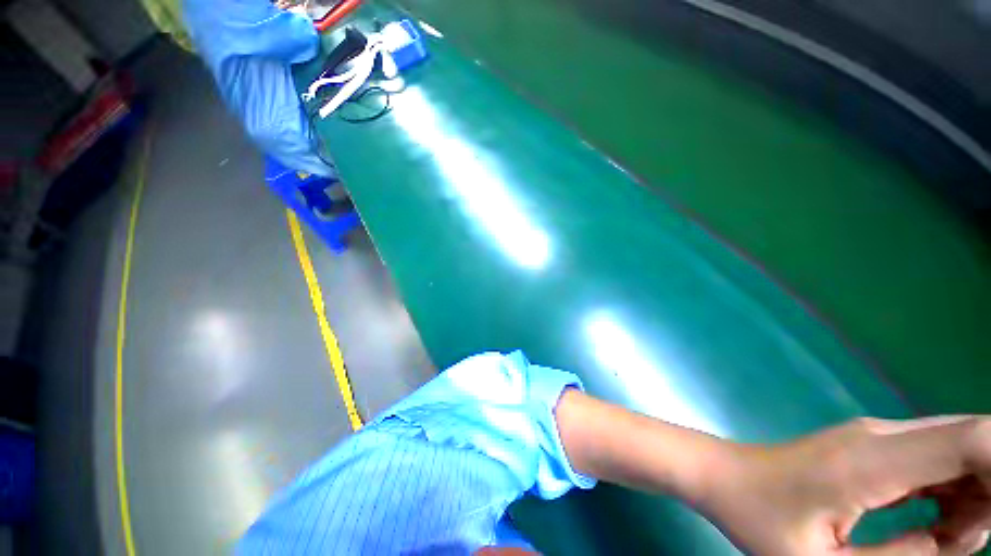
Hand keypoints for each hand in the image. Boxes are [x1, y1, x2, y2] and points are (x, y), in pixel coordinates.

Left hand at [704, 417, 990, 554]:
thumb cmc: (759, 520)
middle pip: (972, 443)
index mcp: (871, 461)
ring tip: (943, 543)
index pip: (970, 441)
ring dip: (974, 497)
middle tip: (959, 545)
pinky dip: (951, 492)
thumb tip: (954, 543)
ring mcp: (874, 437)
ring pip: (957, 449)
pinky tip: (934, 527)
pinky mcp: (869, 446)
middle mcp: (880, 436)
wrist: (720, 475)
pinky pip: (933, 459)